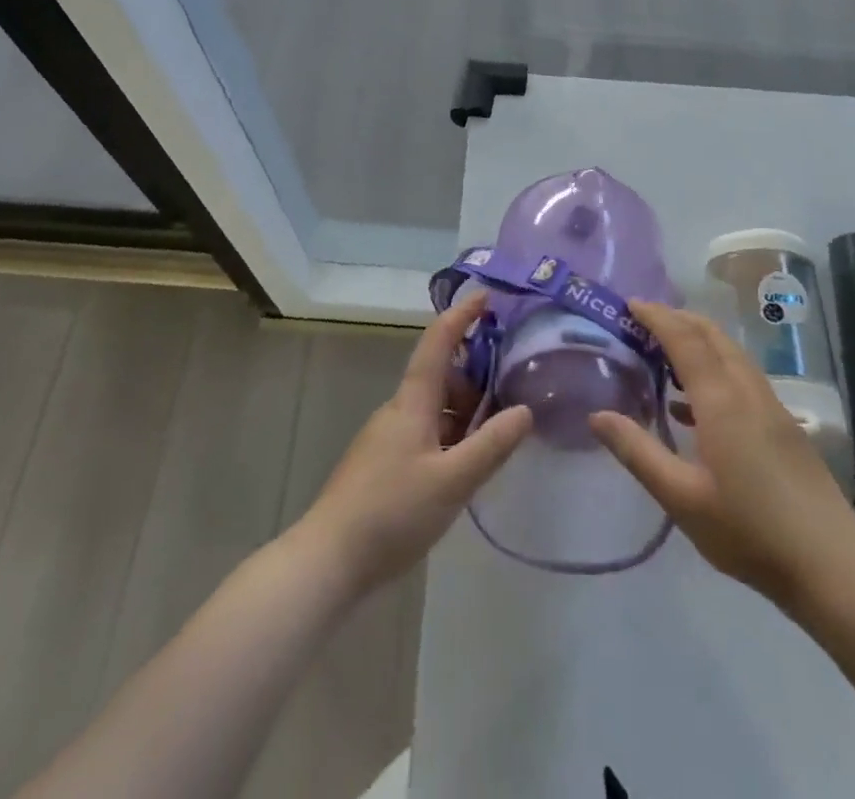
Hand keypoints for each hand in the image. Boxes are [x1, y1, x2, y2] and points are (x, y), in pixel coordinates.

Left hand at [298, 292, 532, 593]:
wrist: (329, 560)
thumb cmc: (392, 512)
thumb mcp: (452, 481)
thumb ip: (491, 445)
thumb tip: (525, 410)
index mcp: (412, 402)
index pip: (437, 344)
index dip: (460, 316)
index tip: (485, 294)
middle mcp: (399, 411)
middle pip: (440, 376)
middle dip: (475, 372)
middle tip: (512, 379)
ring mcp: (389, 438)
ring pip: (434, 407)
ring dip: (465, 408)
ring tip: (500, 424)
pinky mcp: (385, 464)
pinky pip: (426, 431)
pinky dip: (452, 433)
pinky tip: (468, 460)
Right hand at [590, 300, 854, 610]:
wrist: (833, 565)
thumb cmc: (749, 531)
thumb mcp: (682, 498)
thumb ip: (638, 452)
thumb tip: (597, 416)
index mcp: (721, 400)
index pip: (684, 338)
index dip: (656, 316)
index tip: (629, 303)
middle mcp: (747, 390)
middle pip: (711, 335)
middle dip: (677, 319)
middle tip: (641, 321)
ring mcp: (771, 406)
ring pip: (730, 353)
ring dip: (697, 341)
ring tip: (662, 354)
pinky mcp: (783, 425)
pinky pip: (741, 376)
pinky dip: (713, 368)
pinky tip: (692, 405)